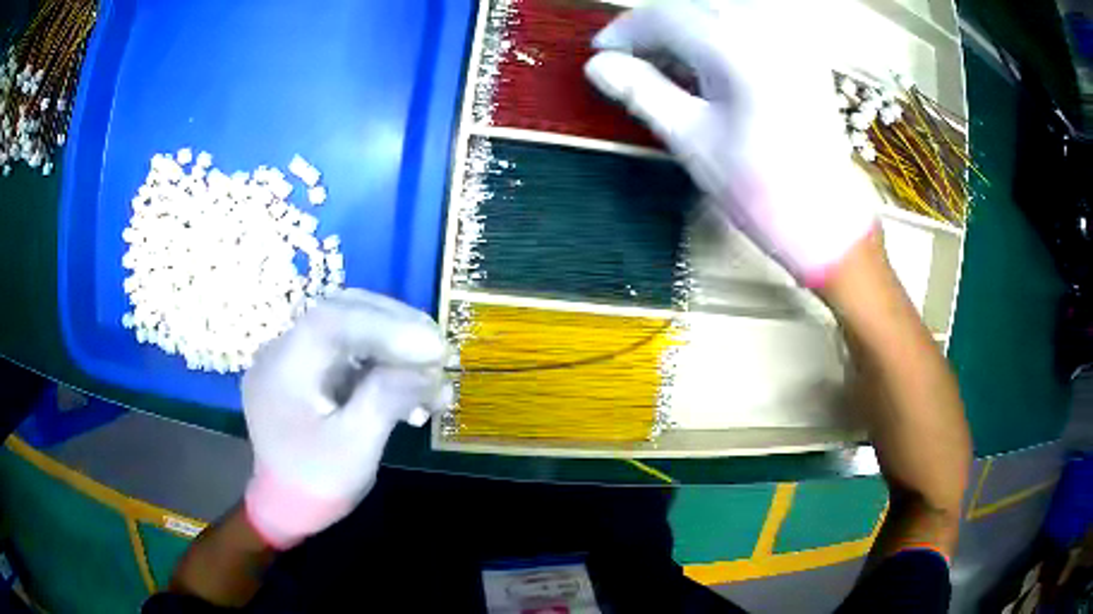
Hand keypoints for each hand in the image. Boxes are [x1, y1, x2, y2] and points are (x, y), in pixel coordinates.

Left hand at [241, 289, 449, 548]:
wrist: (286, 508)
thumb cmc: (317, 482)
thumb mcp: (355, 446)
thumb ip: (388, 397)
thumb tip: (429, 367)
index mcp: (285, 366)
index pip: (335, 320)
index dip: (388, 326)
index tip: (436, 347)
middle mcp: (284, 350)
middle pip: (343, 312)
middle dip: (396, 326)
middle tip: (440, 349)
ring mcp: (294, 359)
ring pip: (348, 328)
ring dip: (393, 343)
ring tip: (432, 371)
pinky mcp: (307, 372)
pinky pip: (346, 352)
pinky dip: (381, 361)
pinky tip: (408, 387)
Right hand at [585, 0, 877, 285]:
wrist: (826, 220)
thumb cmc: (760, 188)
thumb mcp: (691, 139)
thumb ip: (641, 91)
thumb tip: (597, 66)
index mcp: (738, 47)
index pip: (665, 15)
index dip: (626, 30)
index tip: (602, 53)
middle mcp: (768, 28)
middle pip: (693, 5)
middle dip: (654, 26)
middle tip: (630, 59)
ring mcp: (790, 37)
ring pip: (720, 10)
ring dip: (685, 26)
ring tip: (666, 62)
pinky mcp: (803, 51)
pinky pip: (749, 22)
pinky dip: (718, 32)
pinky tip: (706, 61)